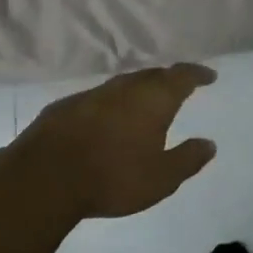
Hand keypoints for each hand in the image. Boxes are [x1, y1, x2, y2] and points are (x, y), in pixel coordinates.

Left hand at [6, 63, 218, 218]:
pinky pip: (98, 98)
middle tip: (178, 87)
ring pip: (123, 84)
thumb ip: (187, 159)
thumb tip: (209, 143)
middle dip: (168, 79)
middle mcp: (124, 88)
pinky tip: (107, 119)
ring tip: (145, 102)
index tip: (209, 75)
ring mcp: (91, 95)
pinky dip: (111, 104)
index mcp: (153, 100)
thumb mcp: (161, 178)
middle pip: (152, 75)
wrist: (43, 178)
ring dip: (138, 90)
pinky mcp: (65, 107)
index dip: (197, 74)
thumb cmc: (112, 177)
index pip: (181, 76)